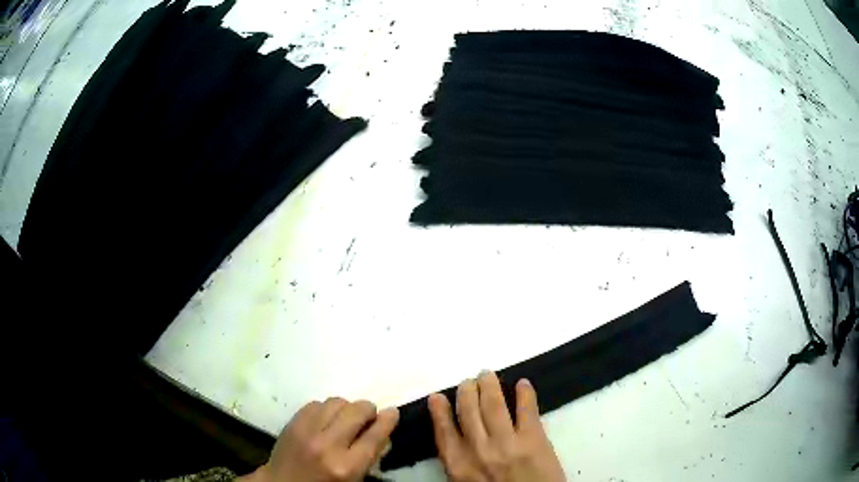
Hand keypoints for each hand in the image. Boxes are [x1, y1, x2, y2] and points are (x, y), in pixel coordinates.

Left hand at [241, 398, 399, 481]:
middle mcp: (328, 445)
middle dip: (368, 410)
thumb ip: (370, 456)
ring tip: (344, 419)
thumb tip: (382, 431)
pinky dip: (325, 409)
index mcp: (347, 466)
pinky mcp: (292, 422)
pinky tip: (325, 419)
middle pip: (357, 411)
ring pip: (336, 401)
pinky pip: (316, 403)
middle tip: (368, 417)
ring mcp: (307, 430)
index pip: (374, 436)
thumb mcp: (353, 479)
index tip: (393, 412)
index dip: (387, 420)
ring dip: (346, 408)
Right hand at [428, 372, 565, 481]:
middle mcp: (478, 449)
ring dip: (490, 385)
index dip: (440, 411)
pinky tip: (522, 383)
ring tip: (487, 375)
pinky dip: (524, 393)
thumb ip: (460, 464)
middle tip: (469, 381)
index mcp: (458, 465)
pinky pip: (527, 409)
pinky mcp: (534, 439)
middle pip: (468, 411)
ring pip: (493, 404)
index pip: (444, 430)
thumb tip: (456, 437)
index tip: (437, 397)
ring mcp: (507, 442)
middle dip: (467, 391)